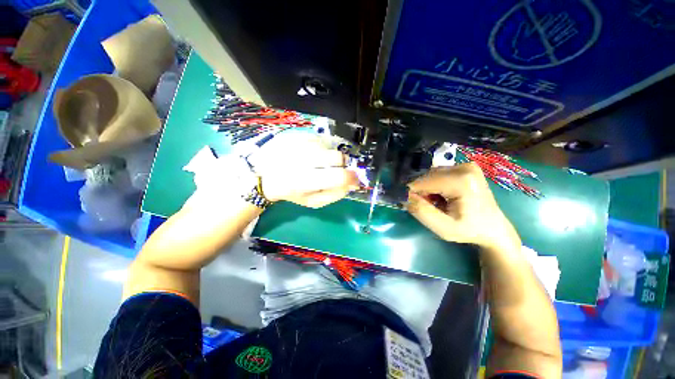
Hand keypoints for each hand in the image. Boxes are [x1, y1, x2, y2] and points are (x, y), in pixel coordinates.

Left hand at [253, 132, 359, 207]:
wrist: (266, 174)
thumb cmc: (292, 191)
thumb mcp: (313, 201)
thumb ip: (335, 194)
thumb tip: (353, 183)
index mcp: (305, 182)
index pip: (339, 176)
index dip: (352, 177)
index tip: (354, 179)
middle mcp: (302, 159)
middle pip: (338, 157)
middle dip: (342, 165)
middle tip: (335, 170)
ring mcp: (299, 143)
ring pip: (330, 147)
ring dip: (331, 156)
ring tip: (320, 162)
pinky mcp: (298, 134)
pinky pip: (322, 139)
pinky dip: (324, 148)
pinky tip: (314, 154)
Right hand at [406, 163, 519, 251]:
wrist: (493, 228)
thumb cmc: (469, 230)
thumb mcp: (443, 228)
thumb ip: (421, 211)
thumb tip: (403, 196)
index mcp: (462, 181)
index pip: (423, 182)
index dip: (412, 193)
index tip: (409, 205)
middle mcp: (464, 167)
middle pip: (426, 176)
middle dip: (420, 191)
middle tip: (426, 207)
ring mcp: (466, 165)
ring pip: (430, 175)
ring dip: (426, 188)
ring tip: (435, 203)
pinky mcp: (465, 167)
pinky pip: (438, 174)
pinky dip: (434, 185)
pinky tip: (441, 196)